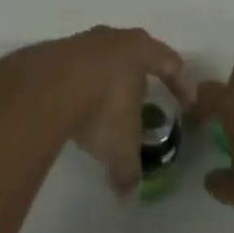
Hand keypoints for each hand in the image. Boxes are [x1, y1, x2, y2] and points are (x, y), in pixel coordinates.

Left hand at [0, 26, 194, 196]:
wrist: (45, 87)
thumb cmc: (101, 107)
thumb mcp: (121, 146)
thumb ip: (128, 169)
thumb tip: (126, 193)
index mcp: (140, 51)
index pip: (171, 63)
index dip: (183, 84)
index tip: (188, 104)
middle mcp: (113, 38)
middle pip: (135, 55)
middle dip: (141, 81)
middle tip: (144, 103)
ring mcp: (81, 41)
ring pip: (103, 61)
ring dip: (107, 83)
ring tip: (105, 110)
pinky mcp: (54, 52)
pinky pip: (75, 70)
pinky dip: (80, 87)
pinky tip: (74, 109)